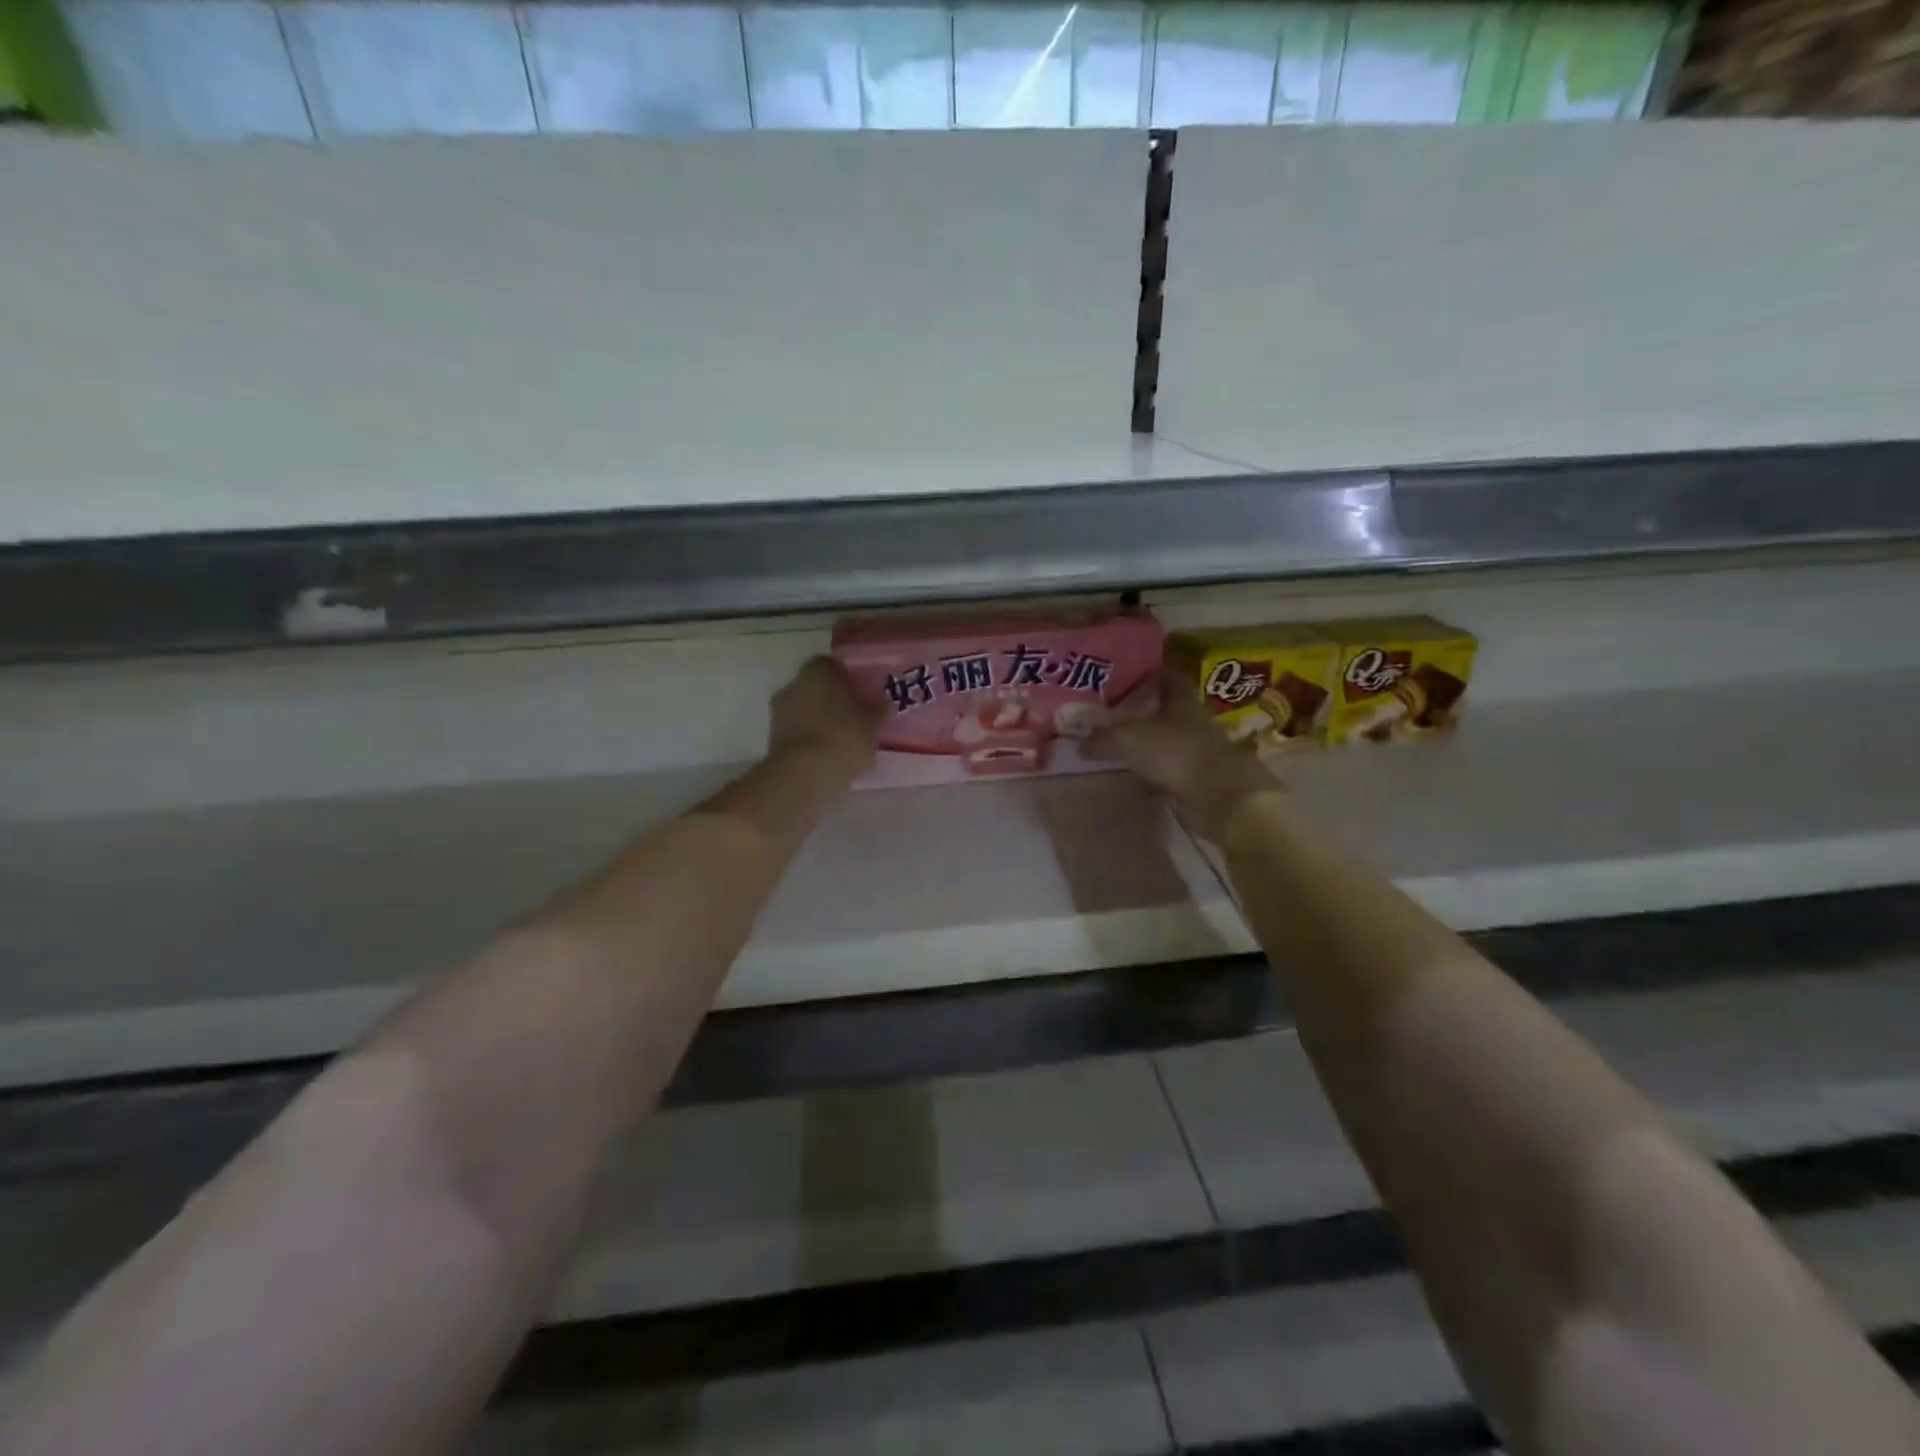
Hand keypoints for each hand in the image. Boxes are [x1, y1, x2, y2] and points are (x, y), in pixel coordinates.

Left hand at [768, 656, 878, 789]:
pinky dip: (809, 739)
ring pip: (804, 710)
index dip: (847, 677)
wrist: (804, 774)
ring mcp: (779, 712)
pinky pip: (797, 732)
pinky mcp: (772, 739)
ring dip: (819, 720)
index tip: (860, 692)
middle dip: (832, 699)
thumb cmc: (843, 737)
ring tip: (842, 740)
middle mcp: (794, 685)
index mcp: (819, 671)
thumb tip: (886, 704)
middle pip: (815, 687)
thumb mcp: (872, 725)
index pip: (831, 665)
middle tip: (854, 716)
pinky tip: (827, 756)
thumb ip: (879, 711)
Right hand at [1086, 658, 1281, 841]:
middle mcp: (1195, 719)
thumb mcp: (1128, 740)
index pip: (1166, 676)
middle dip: (1145, 711)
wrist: (1221, 796)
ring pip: (1172, 740)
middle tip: (1116, 713)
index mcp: (1181, 699)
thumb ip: (1102, 739)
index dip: (1147, 673)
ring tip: (1124, 746)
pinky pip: (1175, 770)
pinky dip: (1159, 773)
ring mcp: (1203, 749)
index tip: (1126, 675)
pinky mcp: (1204, 778)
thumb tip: (1079, 742)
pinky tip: (1142, 779)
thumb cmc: (1174, 752)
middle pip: (1169, 709)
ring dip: (1152, 743)